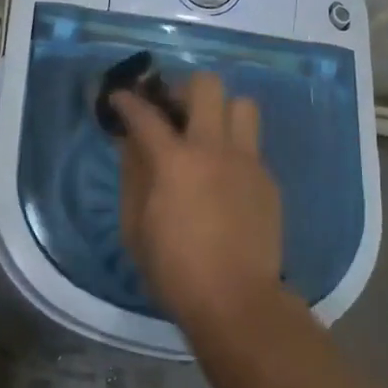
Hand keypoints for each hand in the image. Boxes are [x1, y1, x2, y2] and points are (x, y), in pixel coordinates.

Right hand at [111, 71, 281, 329]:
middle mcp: (214, 149)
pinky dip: (234, 148)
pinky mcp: (268, 180)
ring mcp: (247, 162)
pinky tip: (224, 175)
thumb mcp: (135, 226)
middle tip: (172, 110)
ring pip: (242, 105)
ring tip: (206, 133)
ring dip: (221, 110)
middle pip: (207, 86)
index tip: (120, 97)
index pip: (145, 114)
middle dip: (183, 88)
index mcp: (175, 161)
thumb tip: (130, 143)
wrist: (236, 301)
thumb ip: (132, 175)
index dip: (127, 100)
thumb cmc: (174, 269)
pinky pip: (252, 145)